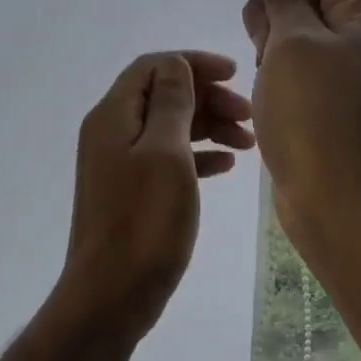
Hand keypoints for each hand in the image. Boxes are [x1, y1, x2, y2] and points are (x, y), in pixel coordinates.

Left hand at [54, 51, 254, 342]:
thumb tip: (176, 65)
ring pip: (169, 127)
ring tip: (248, 143)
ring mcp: (120, 164)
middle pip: (163, 95)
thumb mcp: (165, 153)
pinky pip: (168, 158)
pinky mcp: (131, 192)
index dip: (194, 64)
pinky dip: (198, 156)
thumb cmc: (144, 222)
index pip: (154, 66)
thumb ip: (171, 102)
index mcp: (114, 115)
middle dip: (208, 97)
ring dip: (208, 126)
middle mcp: (112, 132)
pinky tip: (226, 167)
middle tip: (249, 116)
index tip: (235, 74)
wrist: (111, 296)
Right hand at [229, 0, 360, 249]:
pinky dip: (277, 66)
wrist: (338, 202)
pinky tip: (270, 94)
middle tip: (267, 47)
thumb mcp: (292, 42)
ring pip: (295, 23)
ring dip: (270, 39)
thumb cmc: (314, 116)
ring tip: (269, 76)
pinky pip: (297, 58)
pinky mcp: (332, 91)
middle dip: (271, 5)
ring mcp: (349, 62)